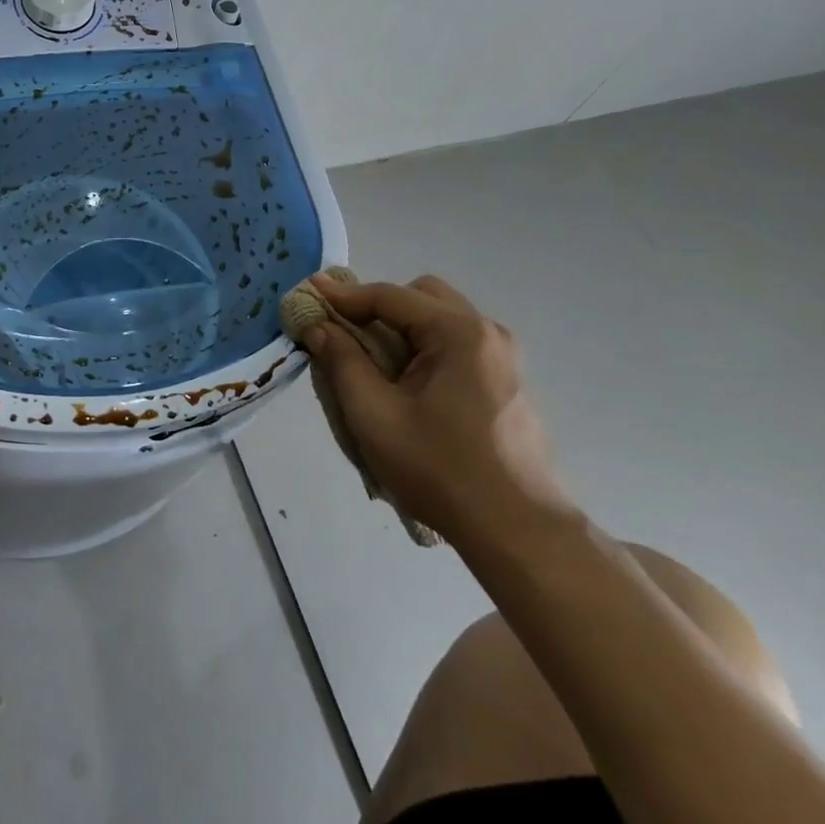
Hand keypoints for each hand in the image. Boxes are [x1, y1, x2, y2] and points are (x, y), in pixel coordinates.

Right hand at [303, 274, 571, 543]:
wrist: (516, 530)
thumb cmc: (439, 469)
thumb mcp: (374, 415)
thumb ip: (342, 361)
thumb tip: (318, 325)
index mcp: (458, 333)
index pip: (389, 295)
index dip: (343, 294)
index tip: (308, 293)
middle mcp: (486, 332)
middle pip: (421, 296)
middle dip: (379, 307)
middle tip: (346, 332)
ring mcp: (503, 358)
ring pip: (441, 319)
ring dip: (402, 328)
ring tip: (373, 362)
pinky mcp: (506, 382)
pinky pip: (456, 345)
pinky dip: (425, 348)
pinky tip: (408, 386)